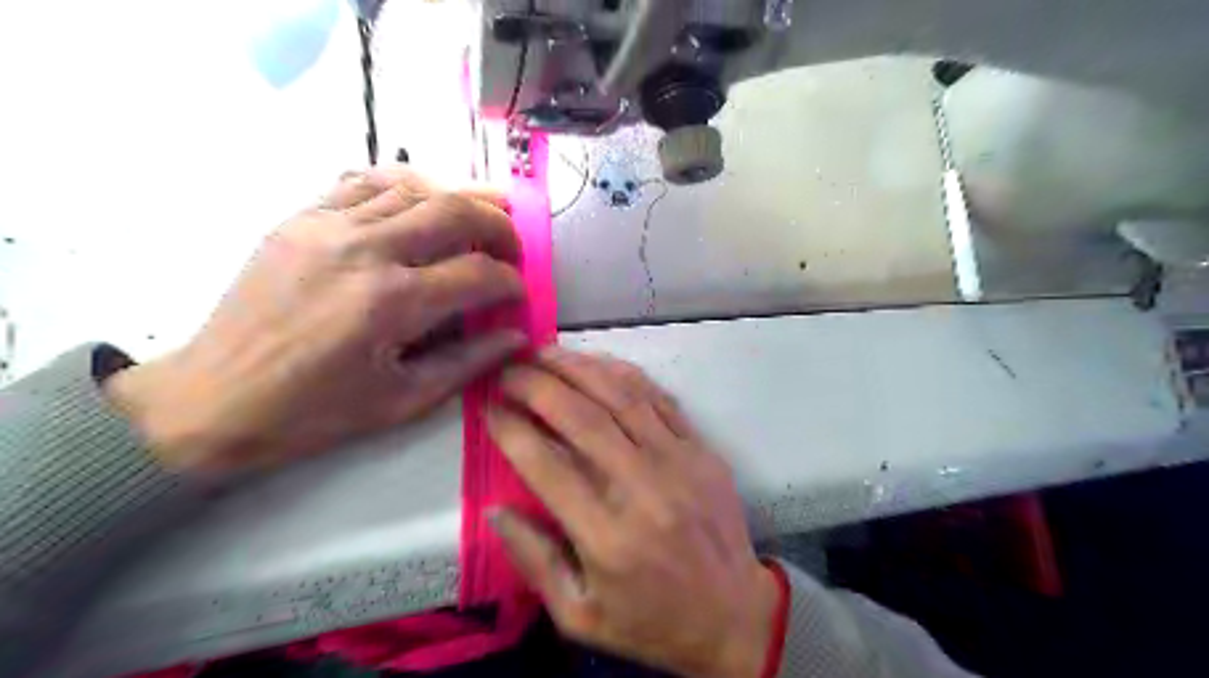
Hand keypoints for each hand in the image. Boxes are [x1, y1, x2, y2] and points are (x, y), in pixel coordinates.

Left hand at [108, 166, 528, 476]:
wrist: (214, 398)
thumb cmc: (314, 411)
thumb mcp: (403, 401)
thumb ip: (469, 362)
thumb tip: (516, 336)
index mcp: (393, 303)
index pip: (478, 274)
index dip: (511, 282)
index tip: (518, 293)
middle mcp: (366, 250)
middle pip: (454, 212)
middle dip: (498, 225)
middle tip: (512, 246)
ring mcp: (328, 226)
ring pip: (415, 188)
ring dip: (459, 200)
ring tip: (481, 218)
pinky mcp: (301, 219)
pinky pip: (365, 181)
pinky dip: (406, 186)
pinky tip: (422, 202)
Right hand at [484, 349, 778, 677]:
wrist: (735, 614)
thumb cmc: (652, 621)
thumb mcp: (579, 615)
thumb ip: (534, 560)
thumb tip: (495, 508)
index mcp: (608, 537)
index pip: (547, 466)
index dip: (512, 430)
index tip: (489, 407)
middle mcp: (643, 489)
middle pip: (582, 419)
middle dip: (538, 385)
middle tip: (509, 368)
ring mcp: (679, 462)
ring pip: (622, 396)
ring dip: (578, 367)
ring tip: (544, 353)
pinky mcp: (702, 450)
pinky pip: (659, 399)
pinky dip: (624, 375)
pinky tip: (597, 363)